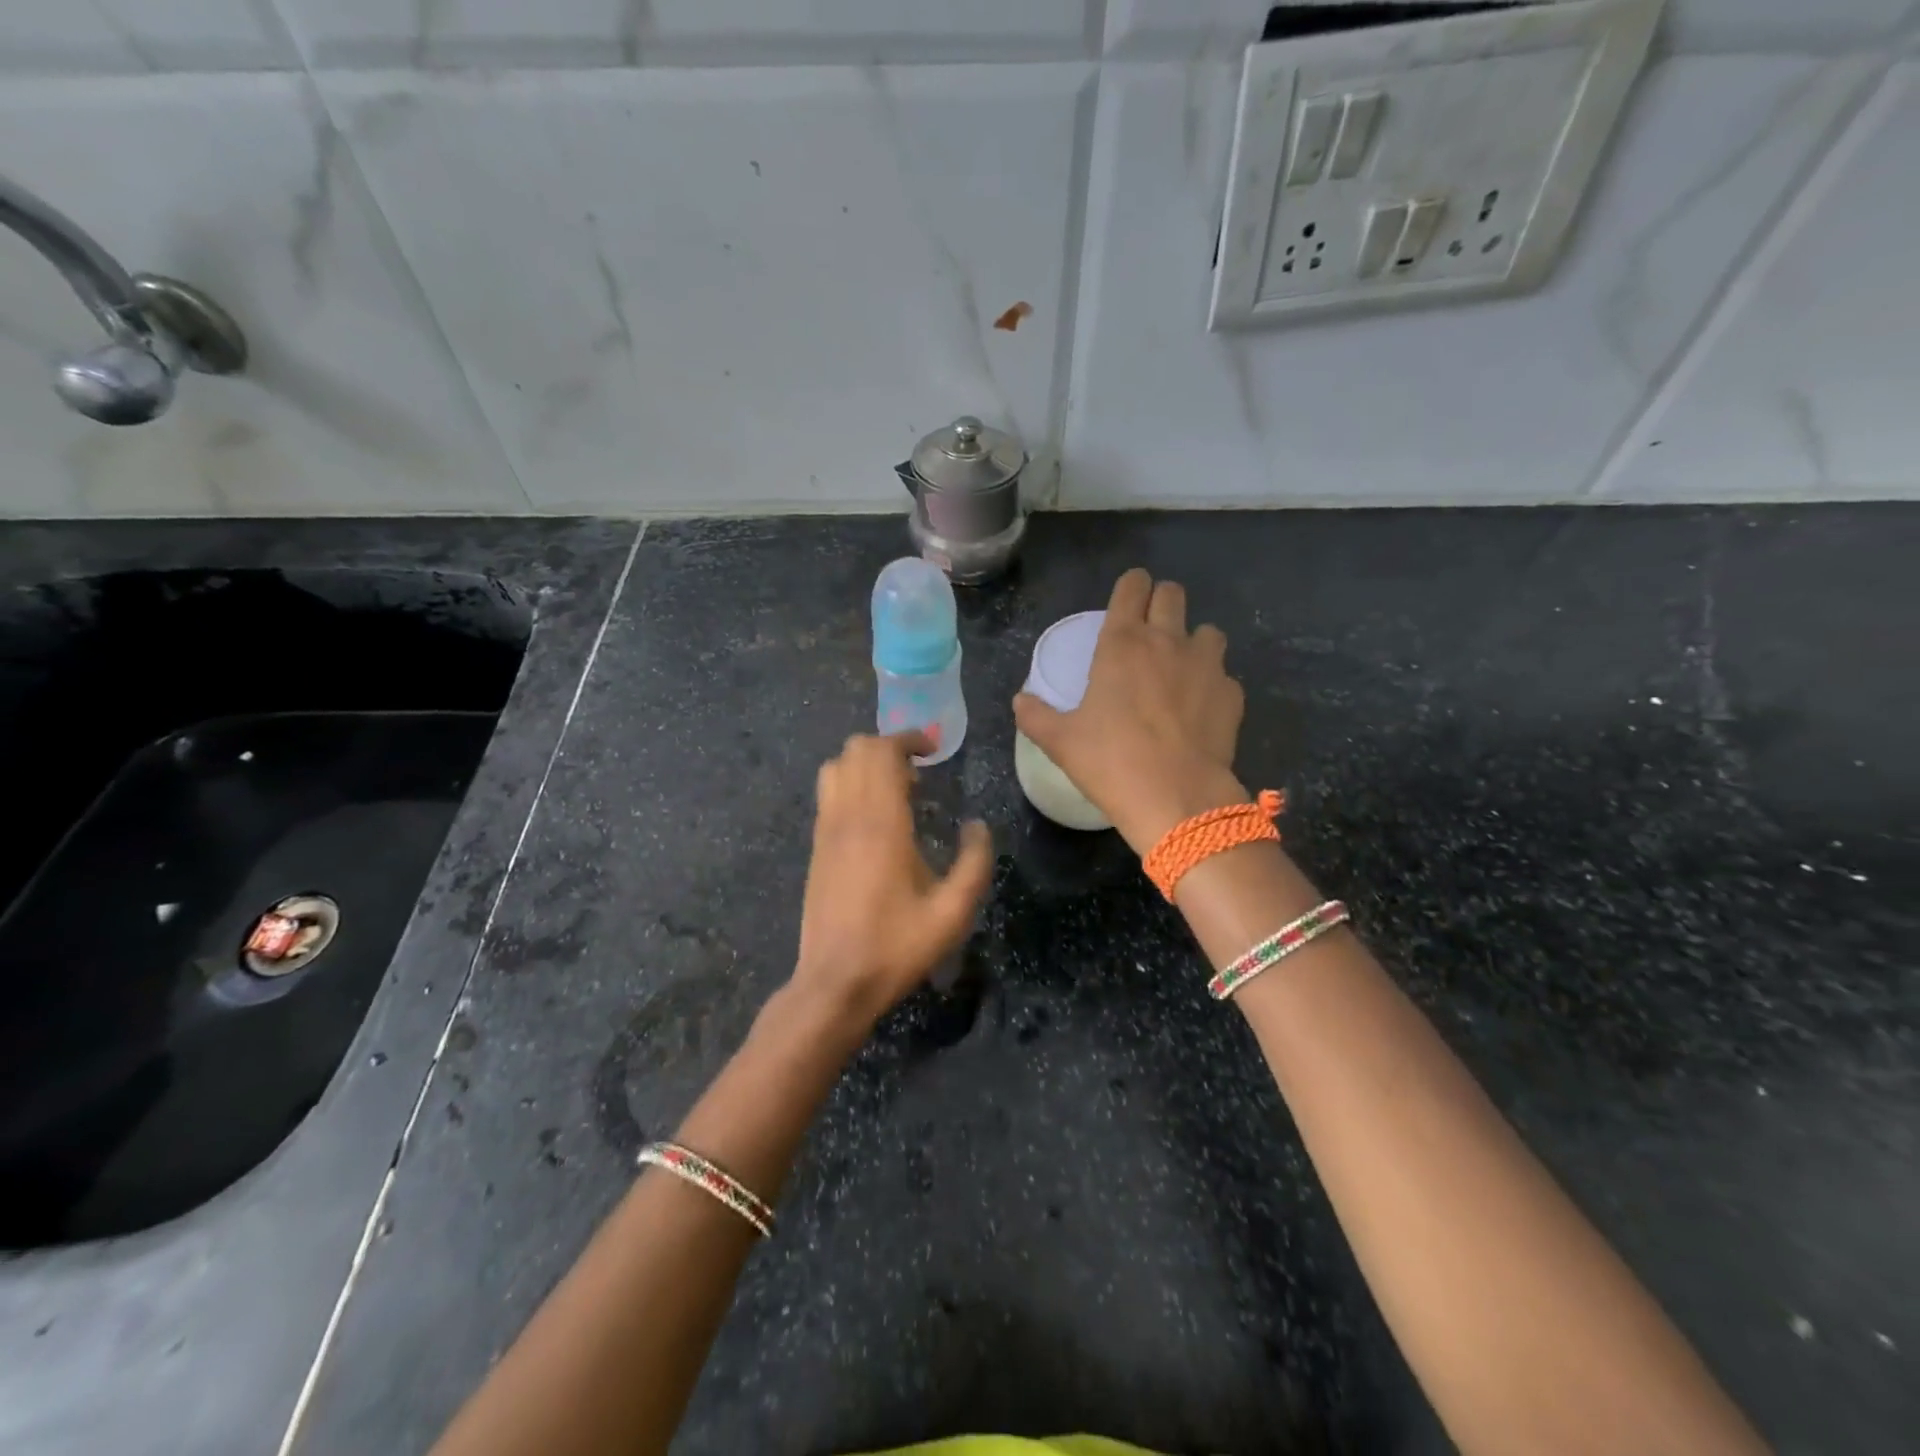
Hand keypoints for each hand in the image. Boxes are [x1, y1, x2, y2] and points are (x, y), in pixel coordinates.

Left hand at [789, 731, 993, 1033]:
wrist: (835, 982)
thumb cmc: (896, 946)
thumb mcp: (952, 912)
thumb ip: (974, 863)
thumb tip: (978, 826)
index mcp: (881, 823)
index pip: (883, 752)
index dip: (909, 738)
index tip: (934, 748)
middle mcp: (848, 815)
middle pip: (856, 749)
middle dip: (889, 746)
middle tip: (921, 770)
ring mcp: (826, 830)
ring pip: (835, 766)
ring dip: (866, 763)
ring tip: (897, 790)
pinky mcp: (816, 847)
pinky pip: (828, 793)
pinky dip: (851, 784)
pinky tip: (875, 818)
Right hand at [1014, 568, 1249, 853]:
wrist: (1177, 798)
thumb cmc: (1111, 762)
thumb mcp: (1061, 742)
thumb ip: (1036, 716)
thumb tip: (1020, 701)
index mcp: (1122, 643)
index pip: (1132, 587)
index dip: (1130, 586)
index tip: (1126, 598)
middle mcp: (1168, 641)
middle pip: (1172, 593)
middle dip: (1160, 602)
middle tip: (1148, 630)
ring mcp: (1206, 665)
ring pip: (1207, 630)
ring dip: (1192, 641)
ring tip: (1179, 669)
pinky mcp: (1232, 694)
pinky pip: (1223, 674)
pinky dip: (1211, 683)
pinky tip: (1199, 709)